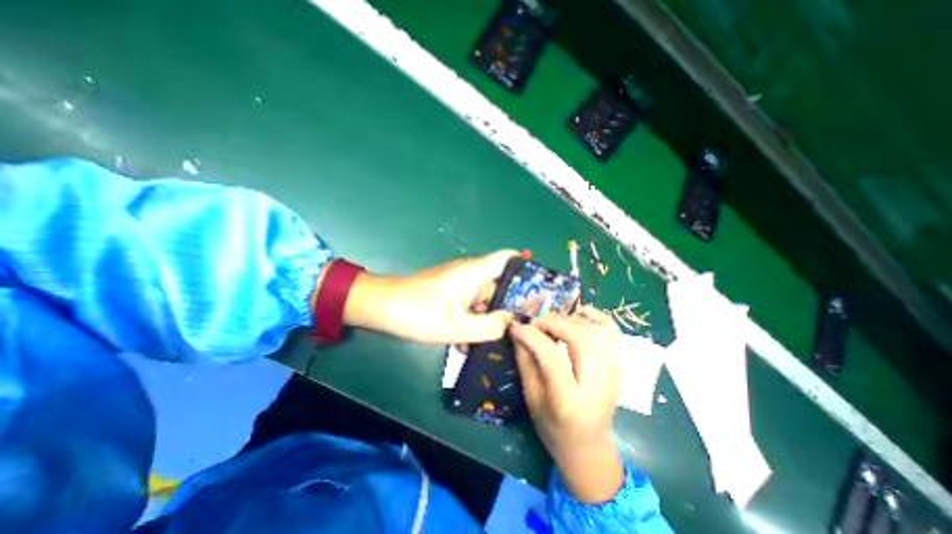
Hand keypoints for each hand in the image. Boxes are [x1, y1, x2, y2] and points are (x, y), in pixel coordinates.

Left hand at [345, 249, 519, 341]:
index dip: (526, 267)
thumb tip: (513, 322)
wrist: (383, 308)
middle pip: (500, 284)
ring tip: (494, 342)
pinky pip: (470, 305)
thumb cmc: (419, 312)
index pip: (508, 258)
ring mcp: (460, 284)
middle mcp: (471, 274)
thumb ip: (490, 326)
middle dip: (509, 306)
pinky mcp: (451, 294)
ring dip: (488, 319)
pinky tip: (469, 343)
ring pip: (484, 299)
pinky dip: (473, 321)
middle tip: (521, 329)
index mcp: (475, 272)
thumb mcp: (458, 326)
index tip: (540, 288)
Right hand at [509, 306, 629, 501]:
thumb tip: (517, 331)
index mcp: (569, 401)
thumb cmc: (553, 428)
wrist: (589, 447)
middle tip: (536, 323)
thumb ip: (525, 362)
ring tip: (553, 322)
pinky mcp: (618, 367)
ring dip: (571, 319)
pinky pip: (612, 332)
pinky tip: (578, 315)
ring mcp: (613, 375)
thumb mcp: (531, 398)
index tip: (516, 327)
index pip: (552, 358)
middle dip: (554, 322)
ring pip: (597, 332)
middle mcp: (596, 385)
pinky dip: (595, 317)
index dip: (531, 336)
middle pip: (581, 339)